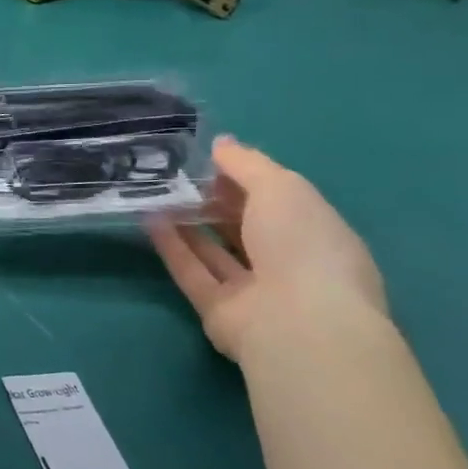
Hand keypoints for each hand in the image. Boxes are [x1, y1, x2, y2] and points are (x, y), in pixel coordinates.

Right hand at [149, 136, 387, 368]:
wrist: (295, 324)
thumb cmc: (302, 246)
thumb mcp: (282, 189)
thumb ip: (248, 165)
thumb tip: (221, 144)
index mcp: (318, 234)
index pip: (280, 201)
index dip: (246, 178)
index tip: (208, 158)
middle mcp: (289, 263)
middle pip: (246, 227)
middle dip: (214, 201)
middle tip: (176, 175)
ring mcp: (255, 290)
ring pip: (216, 251)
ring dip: (188, 223)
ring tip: (155, 194)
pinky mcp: (218, 310)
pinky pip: (193, 272)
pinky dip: (173, 247)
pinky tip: (150, 221)